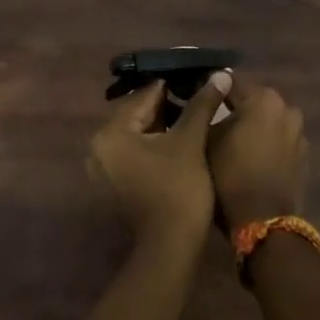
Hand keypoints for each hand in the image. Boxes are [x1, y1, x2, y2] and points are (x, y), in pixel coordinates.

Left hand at [87, 72, 232, 249]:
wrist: (171, 246)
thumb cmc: (178, 188)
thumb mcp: (190, 140)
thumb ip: (202, 104)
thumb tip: (220, 73)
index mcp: (110, 132)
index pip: (144, 95)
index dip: (174, 85)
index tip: (198, 77)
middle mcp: (99, 146)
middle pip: (138, 113)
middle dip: (168, 105)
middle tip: (199, 95)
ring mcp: (105, 167)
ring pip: (138, 133)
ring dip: (163, 123)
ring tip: (195, 114)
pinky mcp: (116, 183)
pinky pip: (135, 151)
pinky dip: (155, 143)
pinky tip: (181, 139)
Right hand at [208, 81, 308, 230]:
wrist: (264, 221)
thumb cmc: (230, 175)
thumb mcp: (207, 139)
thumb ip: (207, 109)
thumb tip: (208, 93)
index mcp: (263, 98)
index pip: (231, 82)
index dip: (211, 89)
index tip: (195, 95)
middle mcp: (287, 108)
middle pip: (253, 100)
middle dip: (235, 107)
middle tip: (214, 120)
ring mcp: (299, 132)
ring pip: (268, 120)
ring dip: (253, 126)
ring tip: (233, 141)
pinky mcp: (304, 155)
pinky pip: (280, 140)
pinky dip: (266, 143)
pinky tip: (251, 157)